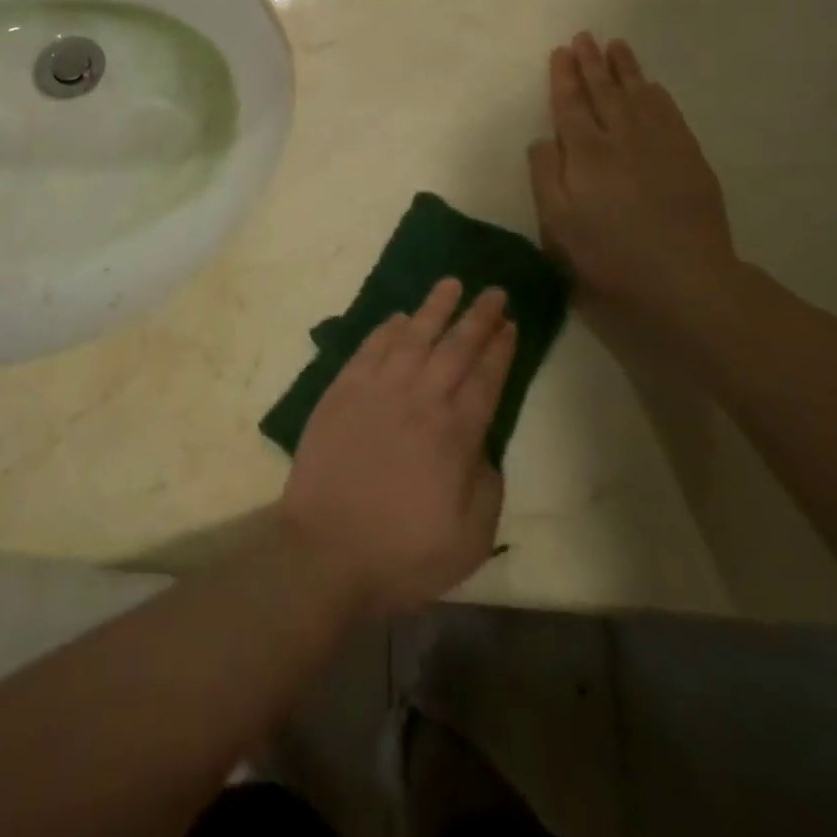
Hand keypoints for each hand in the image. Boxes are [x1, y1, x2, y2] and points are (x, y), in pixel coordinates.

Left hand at [278, 279, 513, 618]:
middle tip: (494, 291)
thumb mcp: (470, 539)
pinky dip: (387, 330)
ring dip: (434, 308)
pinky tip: (399, 317)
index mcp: (455, 434)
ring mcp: (377, 390)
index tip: (511, 323)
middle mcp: (419, 400)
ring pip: (412, 337)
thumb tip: (483, 448)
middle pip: (455, 348)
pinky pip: (369, 349)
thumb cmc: (402, 552)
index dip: (500, 349)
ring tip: (451, 284)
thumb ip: (487, 486)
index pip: (486, 378)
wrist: (325, 549)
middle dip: (478, 318)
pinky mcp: (342, 391)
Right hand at [527, 32, 735, 310]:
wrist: (685, 278)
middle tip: (585, 37)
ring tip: (615, 45)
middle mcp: (623, 137)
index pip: (571, 105)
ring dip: (625, 68)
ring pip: (639, 95)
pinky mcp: (689, 157)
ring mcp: (661, 144)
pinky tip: (650, 85)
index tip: (560, 52)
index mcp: (587, 153)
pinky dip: (656, 93)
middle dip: (592, 63)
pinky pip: (669, 112)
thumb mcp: (558, 224)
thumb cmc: (609, 255)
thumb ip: (545, 176)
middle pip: (605, 91)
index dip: (564, 77)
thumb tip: (542, 139)